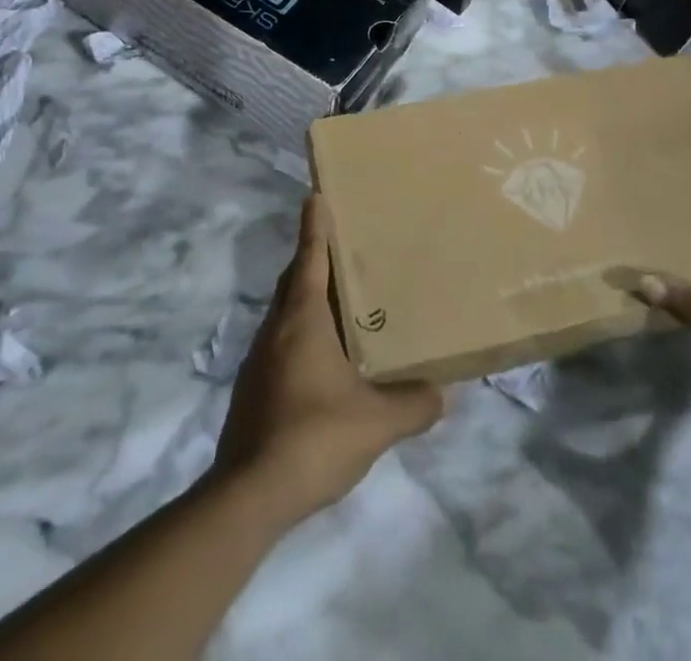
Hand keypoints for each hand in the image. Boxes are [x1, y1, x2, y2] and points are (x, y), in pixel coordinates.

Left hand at [213, 196, 443, 525]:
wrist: (249, 495)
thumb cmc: (314, 437)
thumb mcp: (376, 423)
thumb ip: (413, 404)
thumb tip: (442, 394)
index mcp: (302, 319)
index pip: (309, 258)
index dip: (314, 226)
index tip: (315, 195)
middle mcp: (276, 328)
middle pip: (294, 280)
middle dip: (313, 258)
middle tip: (342, 248)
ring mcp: (260, 359)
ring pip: (286, 313)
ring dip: (309, 299)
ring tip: (341, 304)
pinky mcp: (253, 387)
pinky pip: (281, 343)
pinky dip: (301, 334)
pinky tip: (324, 362)